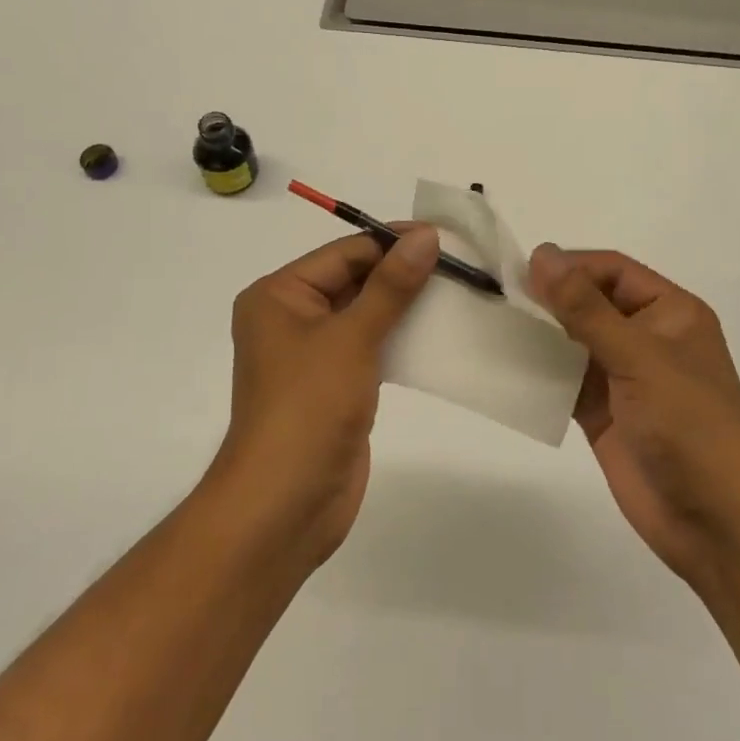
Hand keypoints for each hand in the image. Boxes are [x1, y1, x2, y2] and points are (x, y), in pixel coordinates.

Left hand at [206, 226, 438, 566]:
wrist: (286, 504)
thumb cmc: (309, 407)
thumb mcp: (351, 337)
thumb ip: (391, 286)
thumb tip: (425, 235)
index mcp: (279, 295)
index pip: (345, 253)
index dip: (393, 242)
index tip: (445, 238)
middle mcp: (291, 318)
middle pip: (354, 280)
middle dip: (403, 274)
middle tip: (461, 266)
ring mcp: (313, 355)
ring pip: (366, 315)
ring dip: (407, 306)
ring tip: (459, 294)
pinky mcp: (335, 386)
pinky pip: (371, 348)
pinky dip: (401, 338)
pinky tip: (439, 333)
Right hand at [527, 245, 739, 587]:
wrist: (717, 521)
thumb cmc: (689, 425)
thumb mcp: (639, 357)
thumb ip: (586, 308)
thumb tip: (542, 255)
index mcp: (671, 313)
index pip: (613, 271)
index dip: (571, 267)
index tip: (522, 273)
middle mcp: (647, 338)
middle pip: (591, 303)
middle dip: (551, 299)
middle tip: (502, 297)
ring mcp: (624, 378)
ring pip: (574, 342)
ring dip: (541, 334)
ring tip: (497, 325)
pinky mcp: (603, 414)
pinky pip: (565, 381)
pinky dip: (540, 373)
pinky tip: (507, 365)